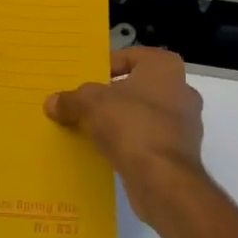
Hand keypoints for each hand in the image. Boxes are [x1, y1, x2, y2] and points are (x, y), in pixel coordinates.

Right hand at [45, 47, 205, 218]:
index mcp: (165, 67)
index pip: (129, 57)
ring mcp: (185, 124)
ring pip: (143, 115)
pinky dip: (129, 143)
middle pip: (136, 87)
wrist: (163, 180)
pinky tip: (106, 151)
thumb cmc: (131, 125)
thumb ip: (71, 100)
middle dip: (111, 96)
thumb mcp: (90, 104)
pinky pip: (148, 140)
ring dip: (120, 121)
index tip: (84, 80)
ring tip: (90, 128)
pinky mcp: (180, 153)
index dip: (104, 66)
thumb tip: (52, 103)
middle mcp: (181, 90)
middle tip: (84, 103)